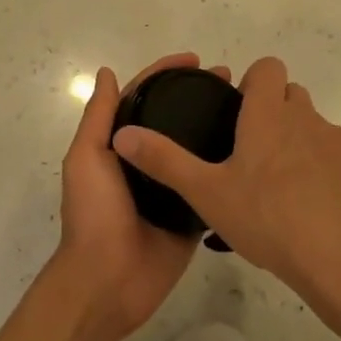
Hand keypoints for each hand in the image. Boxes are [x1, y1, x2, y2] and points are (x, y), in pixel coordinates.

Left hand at [53, 54, 224, 340]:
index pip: (145, 97)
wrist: (108, 281)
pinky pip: (211, 183)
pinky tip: (254, 147)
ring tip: (249, 105)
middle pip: (176, 118)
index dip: (166, 73)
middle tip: (231, 79)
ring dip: (217, 123)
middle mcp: (148, 161)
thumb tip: (108, 72)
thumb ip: (99, 117)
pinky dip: (228, 164)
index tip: (196, 59)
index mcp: (121, 144)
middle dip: (199, 94)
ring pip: (197, 147)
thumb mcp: (86, 158)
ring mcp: (172, 187)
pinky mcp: (193, 213)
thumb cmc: (94, 214)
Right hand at [112, 56, 340, 311]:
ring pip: (316, 128)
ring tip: (285, 190)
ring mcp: (340, 142)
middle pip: (292, 97)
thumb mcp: (207, 193)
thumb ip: (165, 161)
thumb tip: (123, 133)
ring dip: (301, 144)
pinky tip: (320, 209)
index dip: (253, 82)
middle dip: (275, 114)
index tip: (240, 114)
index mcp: (269, 114)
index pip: (267, 67)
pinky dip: (331, 172)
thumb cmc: (269, 219)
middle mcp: (307, 118)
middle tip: (254, 157)